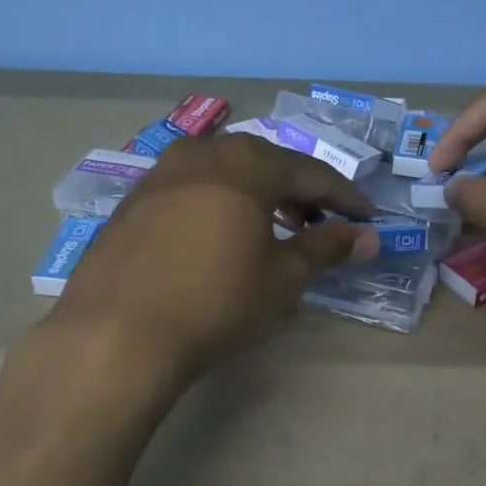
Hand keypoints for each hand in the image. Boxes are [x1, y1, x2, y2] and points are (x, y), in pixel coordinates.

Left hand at [49, 135, 378, 377]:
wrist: (117, 332)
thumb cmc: (216, 302)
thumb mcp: (282, 278)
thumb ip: (327, 248)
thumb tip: (368, 237)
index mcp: (247, 164)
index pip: (311, 174)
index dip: (344, 197)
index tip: (367, 218)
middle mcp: (203, 153)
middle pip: (265, 163)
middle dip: (298, 191)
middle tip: (320, 222)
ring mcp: (161, 173)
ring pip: (224, 172)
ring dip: (257, 194)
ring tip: (272, 229)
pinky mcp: (133, 200)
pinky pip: (191, 188)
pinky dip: (218, 203)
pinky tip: (220, 235)